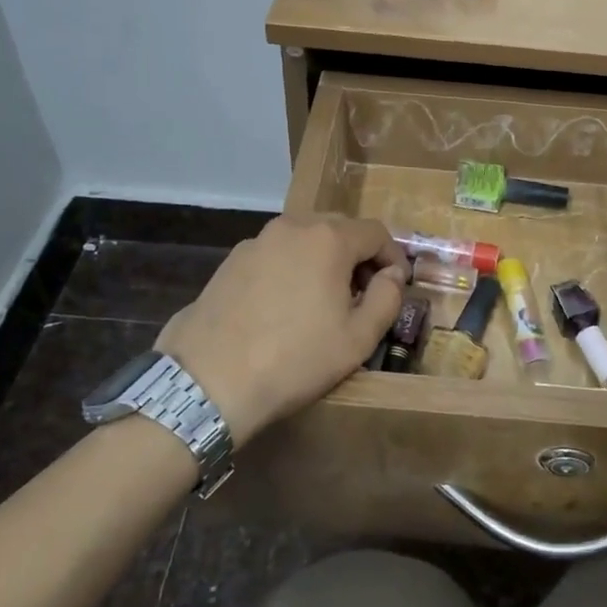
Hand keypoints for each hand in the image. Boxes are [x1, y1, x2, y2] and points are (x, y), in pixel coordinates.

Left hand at [157, 215, 408, 444]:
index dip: (394, 257)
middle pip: (340, 228)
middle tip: (364, 294)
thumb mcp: (358, 338)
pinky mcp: (231, 260)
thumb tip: (393, 275)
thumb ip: (388, 298)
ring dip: (324, 260)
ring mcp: (257, 241)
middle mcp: (292, 226)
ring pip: (305, 239)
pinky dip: (292, 268)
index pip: (376, 232)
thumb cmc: (295, 359)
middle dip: (359, 256)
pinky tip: (286, 306)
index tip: (397, 286)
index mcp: (328, 238)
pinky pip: (276, 254)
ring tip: (324, 301)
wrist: (210, 379)